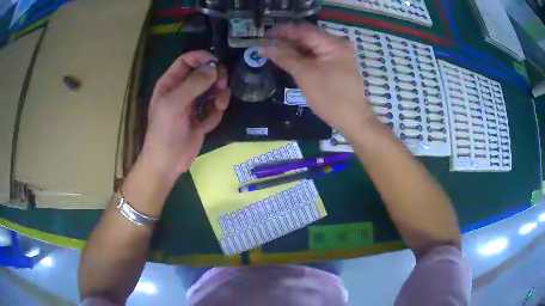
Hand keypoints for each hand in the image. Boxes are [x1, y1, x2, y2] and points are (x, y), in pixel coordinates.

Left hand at [138, 51, 230, 180]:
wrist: (167, 163)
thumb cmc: (165, 132)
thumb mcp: (175, 104)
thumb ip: (194, 83)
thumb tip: (215, 68)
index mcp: (170, 83)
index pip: (186, 61)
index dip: (201, 58)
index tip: (216, 63)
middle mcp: (181, 91)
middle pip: (202, 73)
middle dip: (215, 76)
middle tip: (222, 85)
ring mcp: (192, 105)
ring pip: (211, 90)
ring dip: (220, 94)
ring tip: (220, 103)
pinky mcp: (201, 119)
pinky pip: (214, 108)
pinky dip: (217, 110)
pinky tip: (215, 116)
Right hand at [262, 24, 374, 131]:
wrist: (352, 119)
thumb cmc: (330, 97)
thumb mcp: (305, 75)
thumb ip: (284, 57)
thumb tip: (264, 46)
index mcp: (333, 43)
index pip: (303, 30)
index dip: (282, 31)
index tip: (264, 35)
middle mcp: (337, 44)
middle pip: (307, 37)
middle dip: (286, 40)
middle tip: (266, 45)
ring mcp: (338, 54)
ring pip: (311, 46)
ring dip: (293, 48)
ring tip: (273, 51)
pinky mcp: (337, 64)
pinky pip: (316, 55)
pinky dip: (303, 56)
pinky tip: (289, 59)